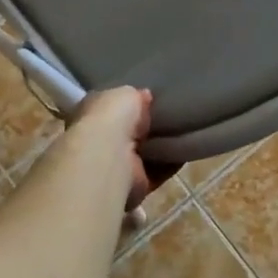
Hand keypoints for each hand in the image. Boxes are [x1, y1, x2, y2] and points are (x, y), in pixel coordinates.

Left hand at [68, 87, 179, 209]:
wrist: (110, 156)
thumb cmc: (110, 117)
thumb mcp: (124, 93)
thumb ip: (134, 95)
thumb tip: (145, 96)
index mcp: (91, 114)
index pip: (110, 108)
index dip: (127, 104)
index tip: (148, 99)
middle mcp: (100, 141)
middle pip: (128, 133)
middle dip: (146, 127)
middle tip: (171, 115)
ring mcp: (117, 165)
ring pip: (144, 153)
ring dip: (160, 147)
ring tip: (183, 132)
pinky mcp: (136, 184)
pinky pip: (157, 172)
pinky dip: (171, 164)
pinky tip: (186, 151)